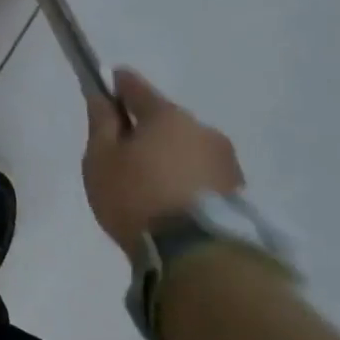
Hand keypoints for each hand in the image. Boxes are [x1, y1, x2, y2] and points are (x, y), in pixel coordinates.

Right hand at [82, 68, 242, 253]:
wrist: (197, 255)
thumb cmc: (137, 197)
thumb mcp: (101, 159)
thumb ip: (101, 123)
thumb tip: (102, 96)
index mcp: (166, 115)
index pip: (136, 86)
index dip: (117, 85)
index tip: (106, 86)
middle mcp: (201, 128)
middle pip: (165, 120)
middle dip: (146, 130)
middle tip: (123, 155)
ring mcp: (225, 160)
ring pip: (186, 148)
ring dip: (169, 157)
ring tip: (150, 187)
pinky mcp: (238, 191)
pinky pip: (201, 174)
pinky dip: (186, 180)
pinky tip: (172, 202)